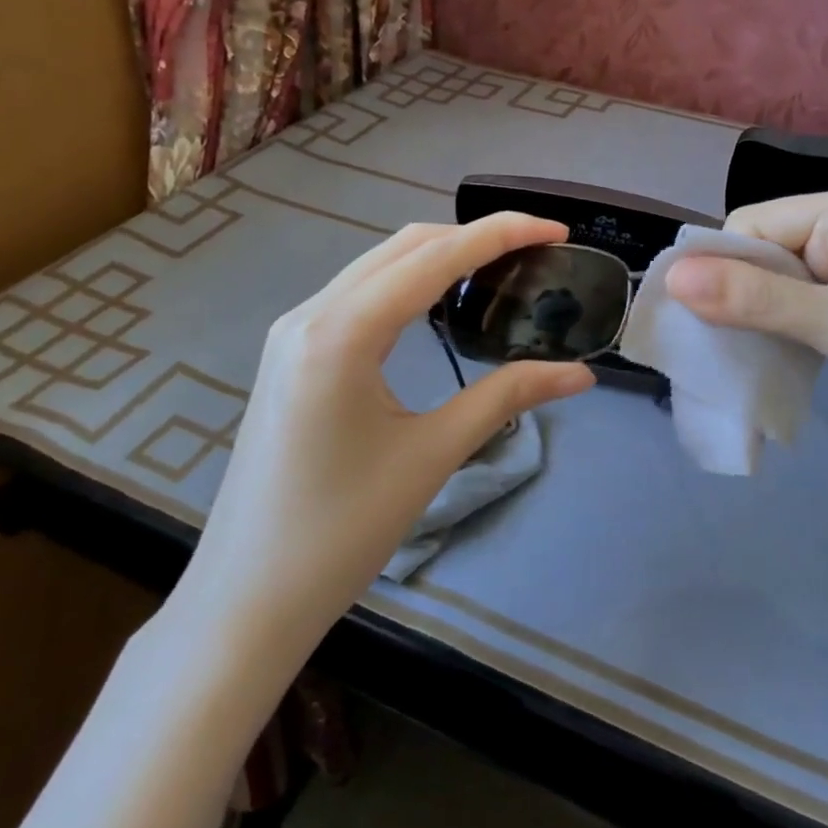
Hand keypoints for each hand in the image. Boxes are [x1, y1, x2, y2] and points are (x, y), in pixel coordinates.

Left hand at [172, 214, 594, 658]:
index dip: (501, 234)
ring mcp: (294, 332)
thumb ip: (507, 398)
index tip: (557, 229)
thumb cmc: (342, 531)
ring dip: (440, 256)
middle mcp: (310, 314)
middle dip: (474, 236)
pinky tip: (441, 303)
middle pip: (404, 246)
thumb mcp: (433, 455)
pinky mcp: (292, 354)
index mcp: (341, 332)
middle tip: (537, 250)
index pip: (434, 256)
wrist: (246, 598)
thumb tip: (580, 375)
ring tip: (501, 269)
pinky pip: (359, 295)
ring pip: (378, 266)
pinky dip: (409, 283)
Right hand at [665, 183, 827, 437]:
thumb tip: (674, 278)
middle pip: (759, 249)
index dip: (725, 268)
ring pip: (770, 278)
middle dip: (740, 293)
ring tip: (749, 350)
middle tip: (731, 342)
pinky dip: (776, 324)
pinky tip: (773, 350)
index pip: (752, 225)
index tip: (712, 320)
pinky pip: (790, 299)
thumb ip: (754, 299)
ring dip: (756, 313)